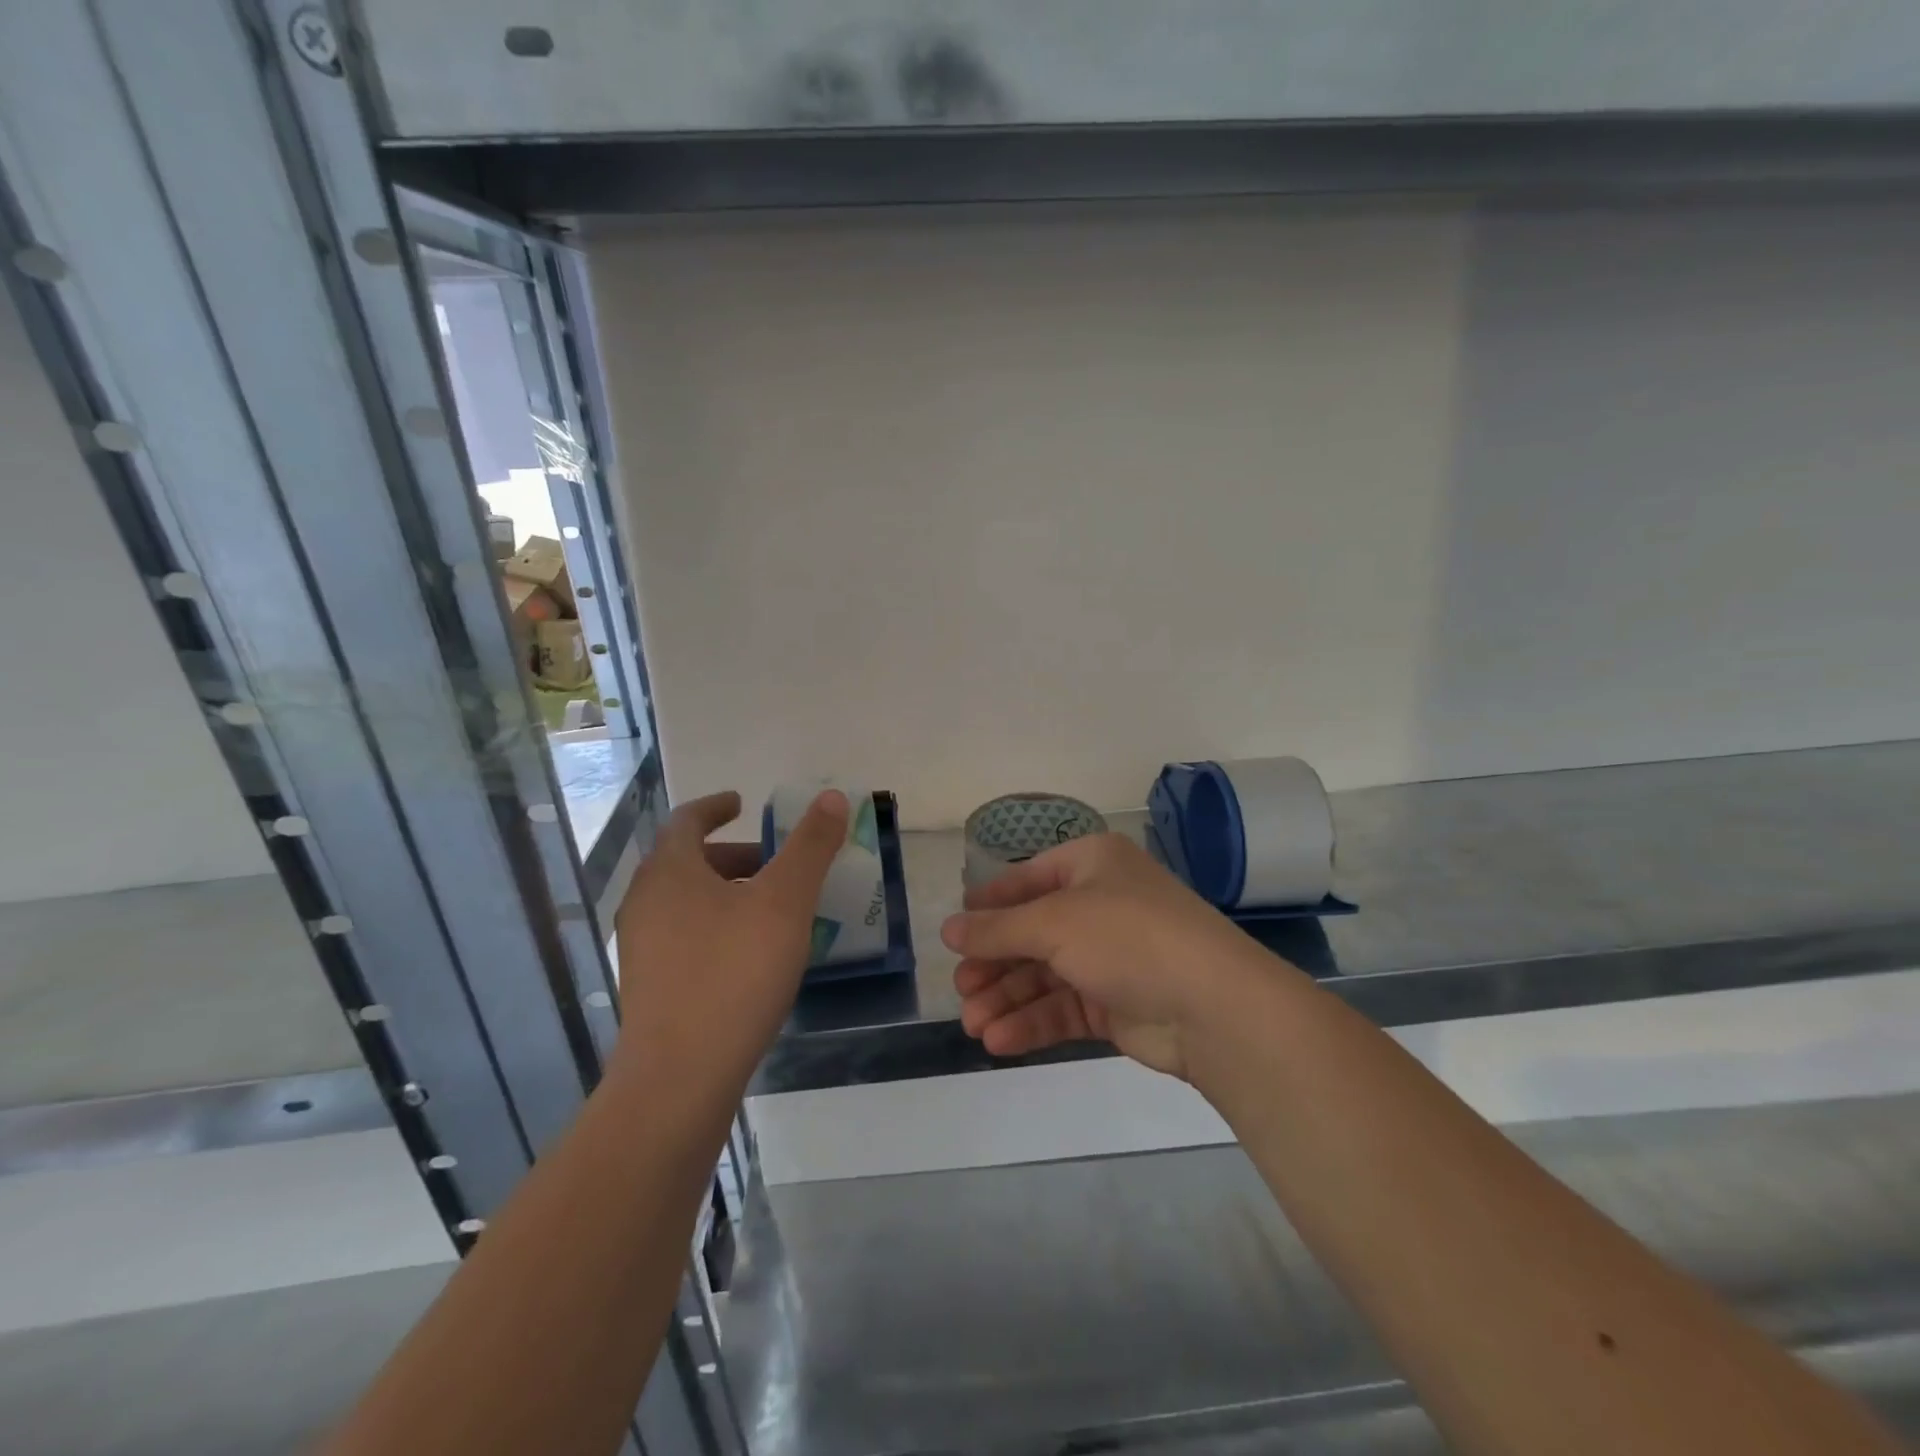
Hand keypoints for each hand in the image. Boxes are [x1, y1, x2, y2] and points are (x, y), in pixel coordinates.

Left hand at [613, 789, 847, 1083]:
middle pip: (686, 861)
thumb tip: (831, 797)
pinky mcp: (647, 986)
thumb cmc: (734, 972)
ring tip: (770, 910)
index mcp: (670, 871)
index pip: (686, 820)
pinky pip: (683, 936)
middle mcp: (645, 902)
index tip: (742, 803)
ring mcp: (641, 947)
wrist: (680, 1076)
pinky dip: (715, 925)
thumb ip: (810, 846)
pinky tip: (749, 955)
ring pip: (685, 901)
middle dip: (732, 855)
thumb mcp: (785, 901)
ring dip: (725, 892)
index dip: (715, 806)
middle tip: (774, 863)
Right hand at [943, 833, 1279, 1079]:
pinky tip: (1000, 1040)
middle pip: (1032, 932)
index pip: (1028, 878)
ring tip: (974, 1026)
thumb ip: (997, 929)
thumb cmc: (1127, 937)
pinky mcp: (1116, 1003)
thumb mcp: (1054, 922)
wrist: (1213, 1005)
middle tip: (961, 990)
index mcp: (1091, 864)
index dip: (990, 904)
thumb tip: (947, 929)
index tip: (954, 932)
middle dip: (994, 963)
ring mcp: (1110, 956)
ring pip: (1045, 975)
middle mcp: (1100, 904)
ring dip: (1007, 999)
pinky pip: (1064, 1007)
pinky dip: (1032, 1023)